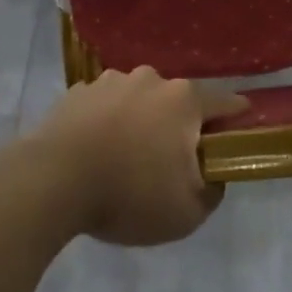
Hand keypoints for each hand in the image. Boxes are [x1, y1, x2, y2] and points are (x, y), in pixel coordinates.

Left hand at [29, 68, 246, 245]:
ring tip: (126, 157)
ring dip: (140, 121)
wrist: (52, 182)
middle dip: (180, 125)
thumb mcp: (188, 212)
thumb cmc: (129, 194)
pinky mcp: (77, 92)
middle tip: (172, 161)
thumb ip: (213, 190)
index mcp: (184, 100)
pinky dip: (107, 122)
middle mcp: (151, 79)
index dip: (237, 118)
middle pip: (178, 101)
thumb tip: (212, 175)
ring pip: (139, 100)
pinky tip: (95, 151)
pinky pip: (105, 106)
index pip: (226, 102)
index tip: (240, 132)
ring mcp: (111, 81)